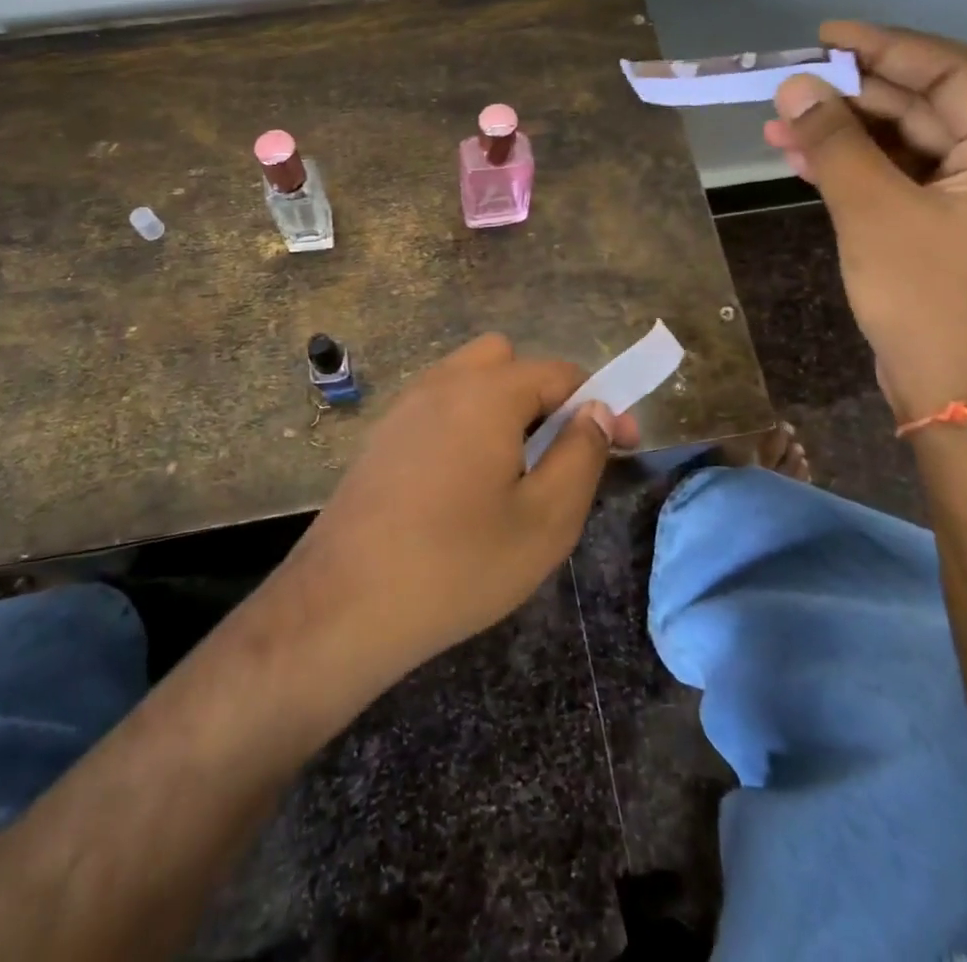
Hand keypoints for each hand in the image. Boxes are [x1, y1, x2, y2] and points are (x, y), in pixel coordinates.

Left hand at [281, 334, 638, 681]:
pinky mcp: (382, 436)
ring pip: (468, 381)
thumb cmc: (458, 564)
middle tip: (556, 452)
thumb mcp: (545, 519)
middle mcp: (443, 383)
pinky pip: (438, 407)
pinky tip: (463, 485)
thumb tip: (595, 410)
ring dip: (503, 407)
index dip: (599, 403)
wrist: (344, 605)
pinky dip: (466, 424)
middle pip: (507, 360)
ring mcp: (405, 407)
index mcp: (487, 392)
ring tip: (514, 471)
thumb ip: (581, 454)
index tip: (622, 444)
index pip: (559, 373)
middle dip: (543, 394)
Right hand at [764, 21, 966, 424]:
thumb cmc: (929, 303)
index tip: (825, 36)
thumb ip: (835, 143)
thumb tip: (795, 85)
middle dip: (853, 96)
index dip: (885, 47)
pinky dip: (855, 168)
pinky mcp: (953, 224)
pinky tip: (802, 159)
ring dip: (845, 133)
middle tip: (789, 85)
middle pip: (927, 106)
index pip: (953, 72)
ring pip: (907, 143)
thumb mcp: (875, 214)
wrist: (957, 399)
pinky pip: (902, 177)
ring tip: (778, 124)